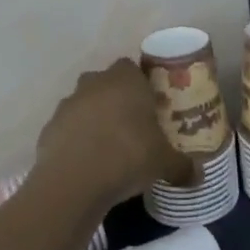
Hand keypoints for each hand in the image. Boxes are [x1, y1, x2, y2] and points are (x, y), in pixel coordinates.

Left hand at [36, 59, 197, 210]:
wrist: (73, 182)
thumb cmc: (127, 157)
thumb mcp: (163, 163)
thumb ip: (182, 166)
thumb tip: (200, 177)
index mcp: (125, 81)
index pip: (132, 67)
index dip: (141, 84)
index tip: (150, 105)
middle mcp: (94, 84)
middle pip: (106, 83)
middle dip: (116, 99)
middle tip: (132, 124)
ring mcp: (68, 104)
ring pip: (84, 103)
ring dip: (94, 118)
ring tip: (109, 146)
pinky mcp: (49, 128)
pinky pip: (67, 128)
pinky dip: (75, 139)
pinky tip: (87, 163)